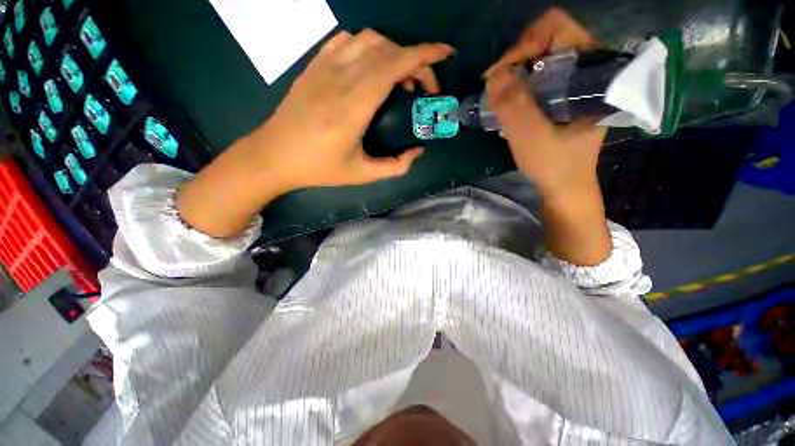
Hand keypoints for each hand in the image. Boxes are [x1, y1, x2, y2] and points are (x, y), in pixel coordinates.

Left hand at [176, 31, 451, 238]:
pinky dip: (368, 46)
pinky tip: (372, 67)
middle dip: (415, 60)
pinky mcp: (314, 64)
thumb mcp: (362, 175)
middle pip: (387, 49)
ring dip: (393, 51)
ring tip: (400, 77)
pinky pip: (346, 40)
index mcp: (354, 106)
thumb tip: (418, 152)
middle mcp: (340, 78)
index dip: (424, 55)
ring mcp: (324, 67)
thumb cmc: (319, 168)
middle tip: (423, 87)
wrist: (274, 155)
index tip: (444, 56)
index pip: (394, 64)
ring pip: (368, 39)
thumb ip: (395, 166)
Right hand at [484, 8, 604, 197]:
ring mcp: (576, 81)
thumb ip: (513, 106)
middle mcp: (588, 68)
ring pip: (540, 58)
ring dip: (515, 75)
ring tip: (499, 98)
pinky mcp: (564, 94)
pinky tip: (509, 105)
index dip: (524, 45)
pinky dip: (519, 86)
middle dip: (515, 61)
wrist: (565, 186)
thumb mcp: (531, 138)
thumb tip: (493, 75)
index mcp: (594, 72)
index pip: (557, 29)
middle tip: (495, 88)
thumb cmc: (554, 165)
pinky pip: (538, 75)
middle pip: (546, 39)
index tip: (500, 76)